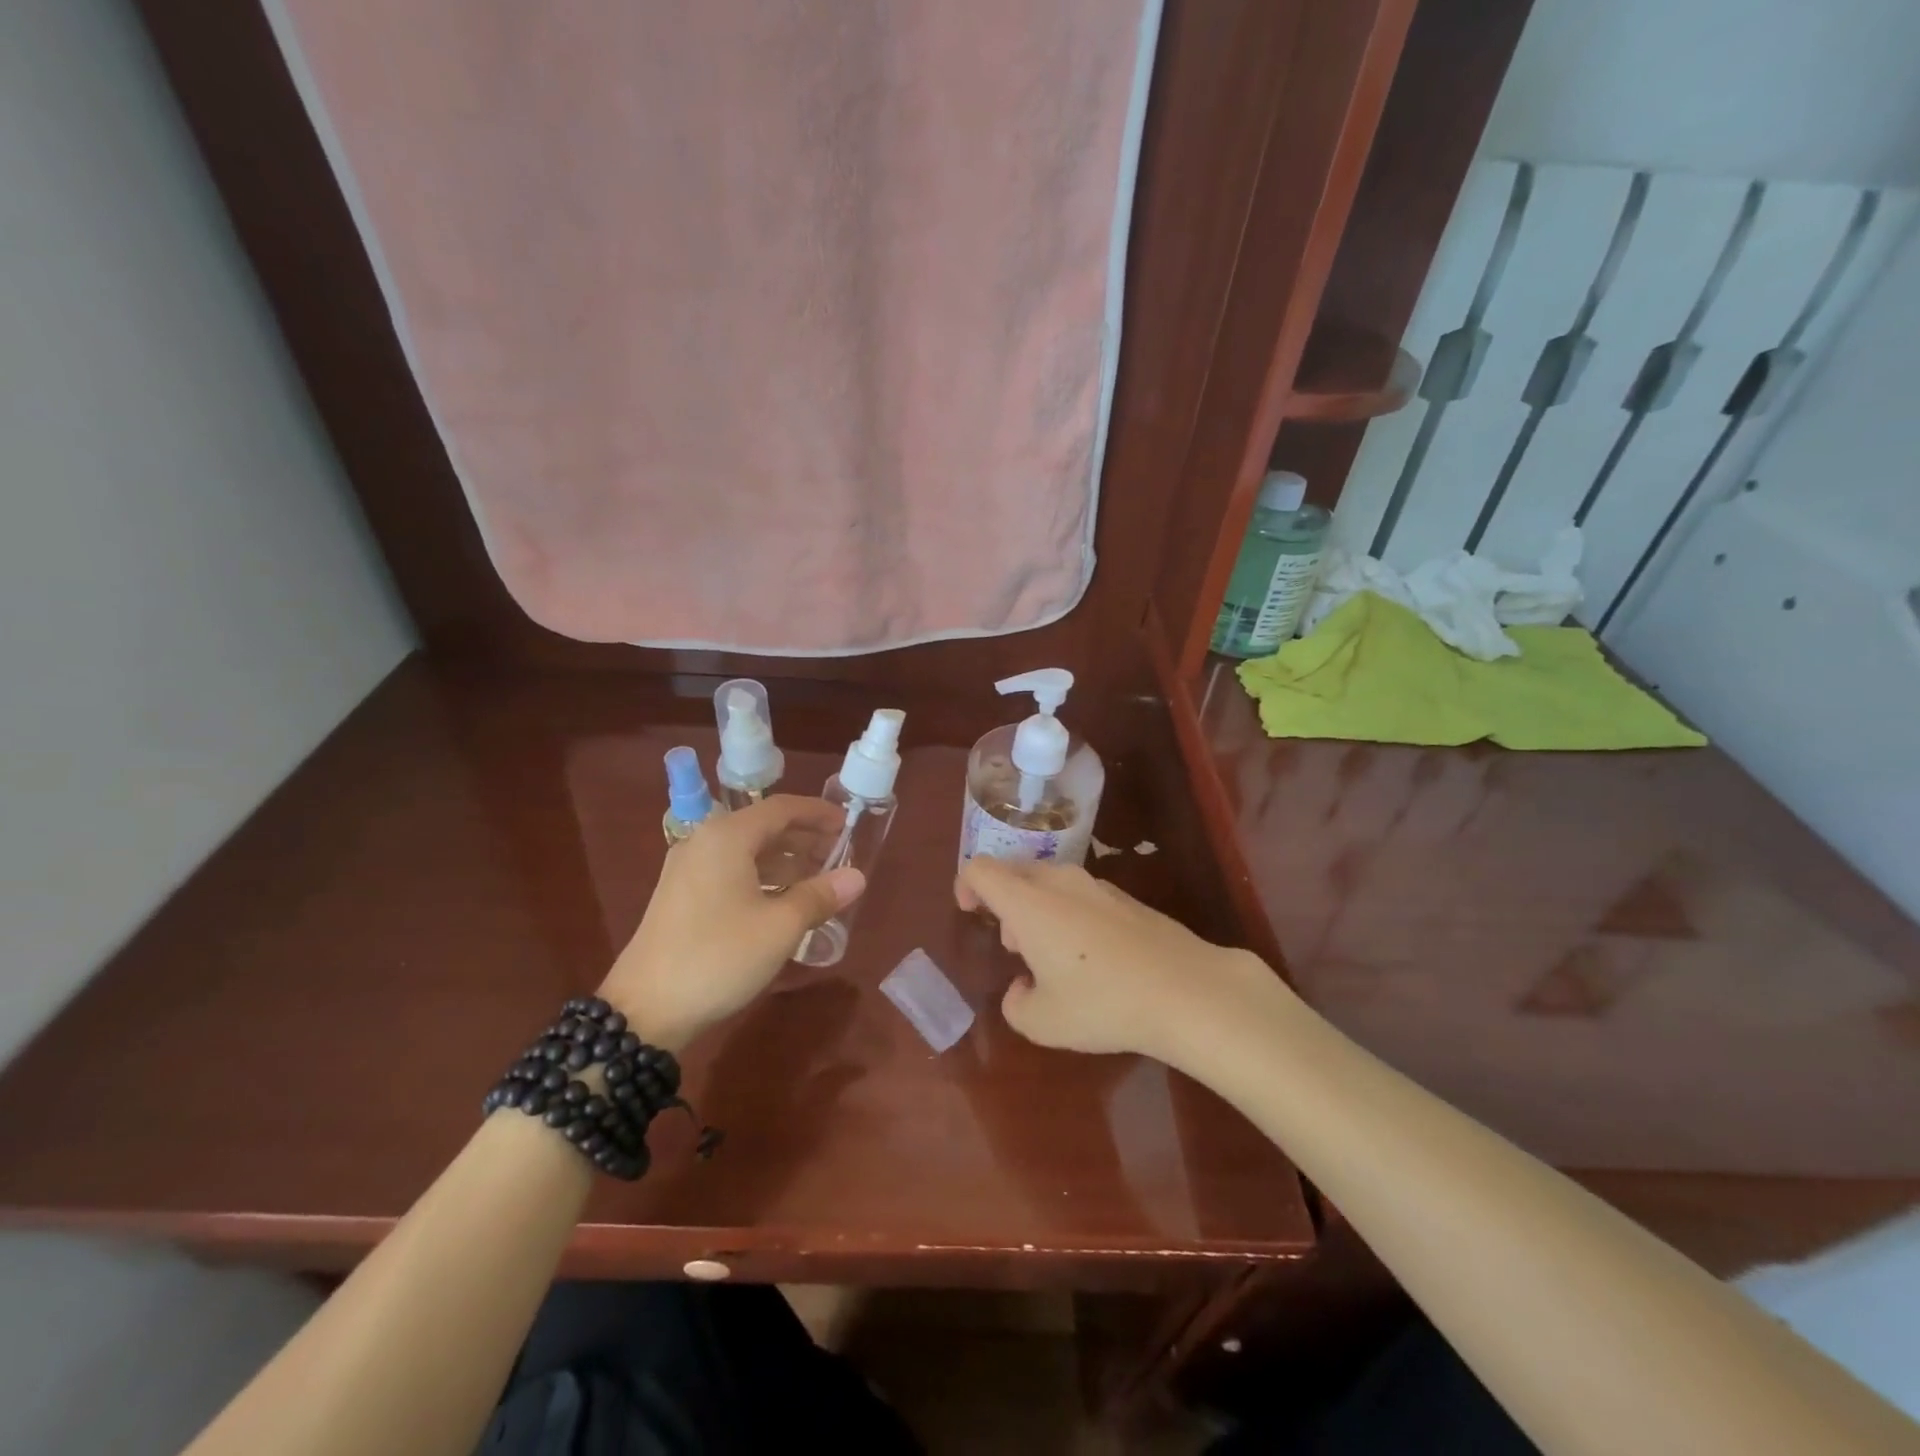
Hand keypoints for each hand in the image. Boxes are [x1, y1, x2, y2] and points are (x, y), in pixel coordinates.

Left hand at [601, 796, 863, 1048]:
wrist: (645, 1010)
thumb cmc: (718, 957)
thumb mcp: (780, 927)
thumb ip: (820, 896)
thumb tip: (857, 877)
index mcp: (727, 837)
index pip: (781, 808)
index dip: (818, 813)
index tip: (848, 824)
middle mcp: (704, 842)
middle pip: (763, 826)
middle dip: (804, 837)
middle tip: (839, 854)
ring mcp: (688, 868)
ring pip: (747, 850)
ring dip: (785, 859)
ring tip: (819, 879)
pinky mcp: (681, 895)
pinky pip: (731, 870)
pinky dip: (762, 876)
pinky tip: (783, 900)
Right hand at [954, 859, 1259, 1063]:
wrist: (1185, 989)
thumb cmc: (1102, 1003)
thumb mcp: (1043, 1022)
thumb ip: (1016, 1004)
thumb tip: (1021, 988)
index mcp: (1028, 902)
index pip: (981, 869)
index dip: (965, 885)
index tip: (969, 912)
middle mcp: (1058, 882)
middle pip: (1014, 870)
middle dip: (1002, 900)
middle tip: (1011, 944)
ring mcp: (1096, 885)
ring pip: (1048, 881)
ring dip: (1036, 908)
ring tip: (1049, 955)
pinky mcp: (1125, 898)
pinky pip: (1079, 893)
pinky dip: (1067, 913)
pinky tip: (1089, 957)